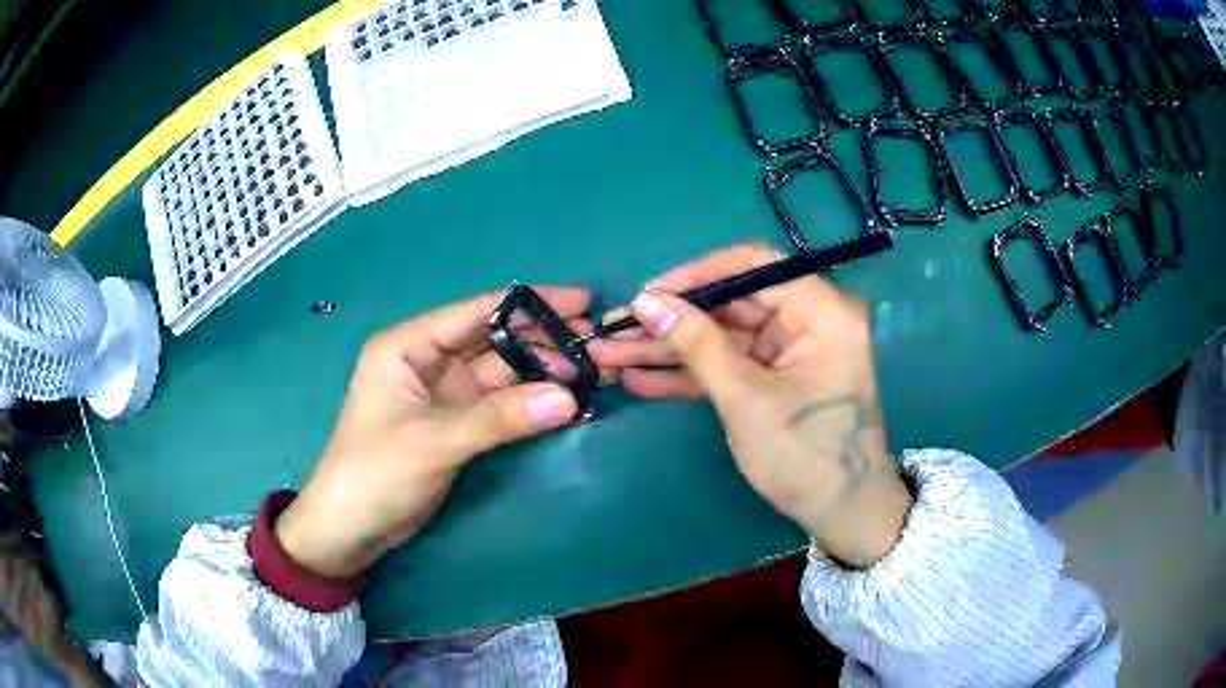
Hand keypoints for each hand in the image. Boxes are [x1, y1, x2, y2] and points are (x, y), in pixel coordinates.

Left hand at [276, 288, 590, 577]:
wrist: (350, 530)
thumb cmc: (374, 474)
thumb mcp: (432, 442)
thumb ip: (498, 419)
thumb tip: (569, 398)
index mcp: (408, 346)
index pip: (475, 312)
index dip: (529, 304)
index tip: (581, 301)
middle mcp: (428, 361)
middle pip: (494, 340)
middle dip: (543, 339)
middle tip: (597, 342)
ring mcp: (444, 394)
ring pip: (502, 372)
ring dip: (542, 372)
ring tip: (593, 370)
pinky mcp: (456, 424)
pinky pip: (500, 404)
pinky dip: (531, 402)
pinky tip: (566, 399)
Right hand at [589, 243, 910, 566]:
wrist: (841, 514)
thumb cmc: (804, 455)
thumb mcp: (745, 398)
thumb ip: (696, 344)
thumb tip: (646, 302)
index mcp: (822, 310)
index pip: (753, 267)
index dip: (695, 276)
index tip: (646, 295)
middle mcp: (809, 319)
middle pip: (731, 303)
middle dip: (671, 320)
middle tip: (615, 331)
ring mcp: (790, 351)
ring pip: (722, 336)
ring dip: (670, 349)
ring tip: (611, 356)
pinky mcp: (776, 378)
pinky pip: (730, 364)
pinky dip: (691, 374)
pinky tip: (642, 380)